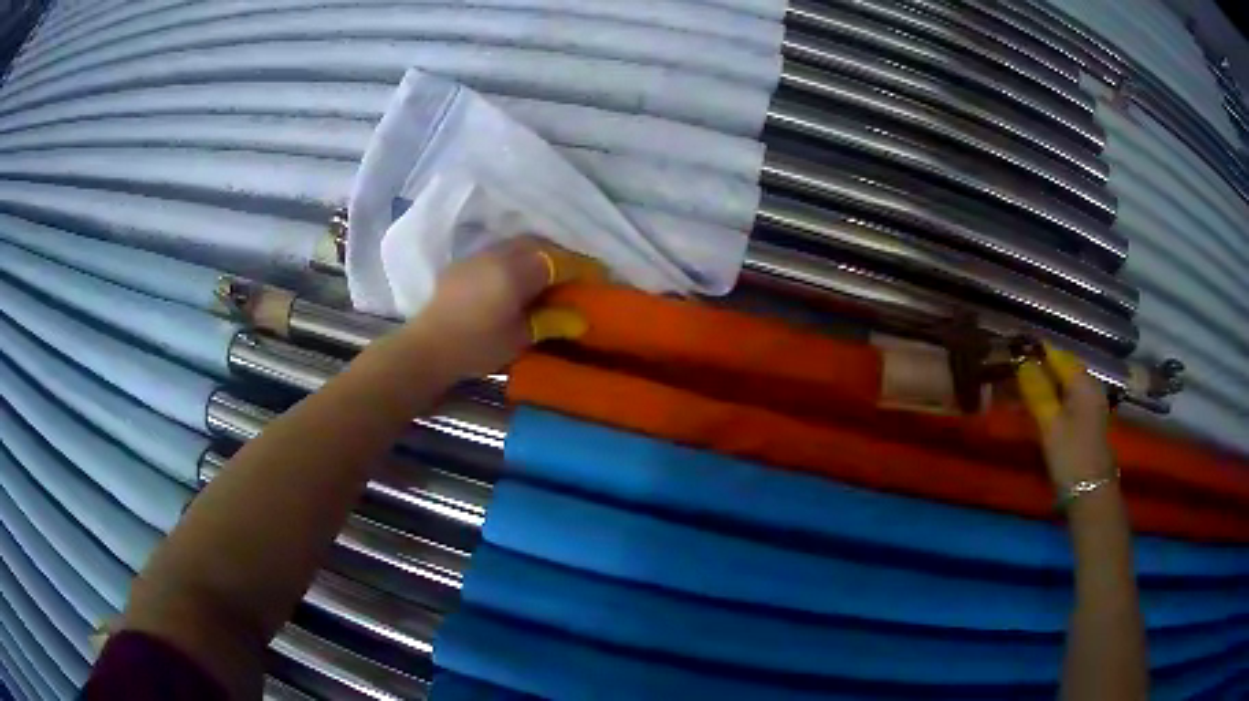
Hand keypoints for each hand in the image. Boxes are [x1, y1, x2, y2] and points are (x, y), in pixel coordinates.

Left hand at [410, 236, 598, 377]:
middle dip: (558, 256)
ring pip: (515, 246)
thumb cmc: (476, 346)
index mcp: (515, 272)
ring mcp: (478, 257)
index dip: (580, 268)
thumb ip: (550, 322)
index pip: (557, 262)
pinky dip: (514, 260)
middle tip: (572, 275)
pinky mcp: (463, 265)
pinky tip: (514, 279)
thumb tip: (580, 319)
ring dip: (535, 255)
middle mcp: (498, 255)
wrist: (427, 347)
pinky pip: (497, 253)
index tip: (597, 276)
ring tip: (546, 275)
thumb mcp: (518, 338)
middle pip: (537, 245)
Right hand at [1017, 346, 1114, 487]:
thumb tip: (1022, 362)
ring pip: (1064, 383)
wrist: (1091, 491)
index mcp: (1082, 381)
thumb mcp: (1050, 423)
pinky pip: (1068, 397)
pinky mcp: (1088, 418)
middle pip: (1062, 367)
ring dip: (1045, 383)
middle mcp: (1089, 384)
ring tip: (1022, 389)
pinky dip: (1053, 397)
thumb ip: (1037, 390)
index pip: (1056, 354)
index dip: (1035, 350)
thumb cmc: (1070, 455)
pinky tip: (1040, 406)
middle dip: (1039, 367)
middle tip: (1013, 372)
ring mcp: (1091, 402)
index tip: (1012, 350)